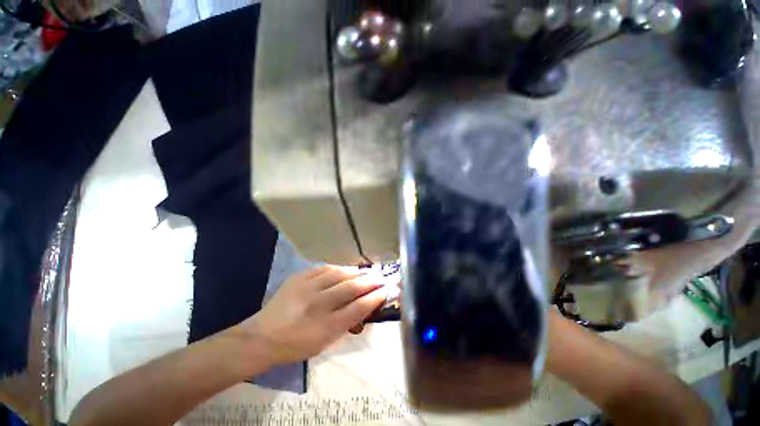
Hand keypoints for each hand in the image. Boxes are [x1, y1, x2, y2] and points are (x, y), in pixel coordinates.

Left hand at [242, 266, 387, 365]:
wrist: (262, 337)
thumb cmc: (296, 345)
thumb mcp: (324, 343)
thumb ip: (346, 324)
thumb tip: (364, 305)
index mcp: (325, 327)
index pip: (358, 308)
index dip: (374, 298)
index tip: (385, 291)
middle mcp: (318, 305)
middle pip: (350, 288)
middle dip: (370, 281)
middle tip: (380, 277)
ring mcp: (307, 288)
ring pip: (339, 274)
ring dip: (356, 272)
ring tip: (366, 271)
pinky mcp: (299, 277)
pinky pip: (324, 268)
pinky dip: (338, 268)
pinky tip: (345, 269)